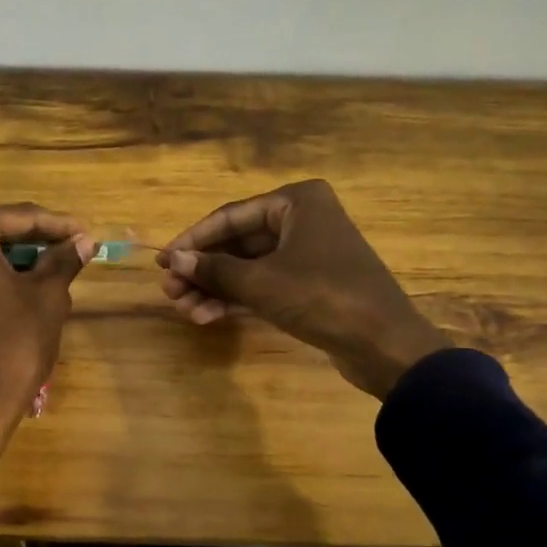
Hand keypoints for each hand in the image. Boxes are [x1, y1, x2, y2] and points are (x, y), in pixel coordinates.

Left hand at [0, 203, 94, 497]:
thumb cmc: (9, 347)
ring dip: (15, 263)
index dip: (59, 226)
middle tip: (73, 253)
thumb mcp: (46, 299)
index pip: (21, 217)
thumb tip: (83, 241)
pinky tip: (22, 296)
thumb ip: (63, 261)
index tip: (88, 234)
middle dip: (35, 243)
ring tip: (54, 276)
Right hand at [157, 179, 449, 398]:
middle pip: (238, 242)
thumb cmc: (322, 297)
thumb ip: (214, 269)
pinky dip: (237, 298)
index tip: (163, 261)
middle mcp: (302, 219)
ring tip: (184, 309)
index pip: (230, 217)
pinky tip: (207, 316)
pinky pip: (264, 284)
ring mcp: (308, 253)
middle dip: (203, 269)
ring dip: (216, 288)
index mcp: (296, 201)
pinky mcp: (310, 284)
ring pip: (249, 266)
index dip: (193, 240)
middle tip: (171, 292)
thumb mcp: (261, 283)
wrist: (384, 344)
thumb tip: (174, 260)